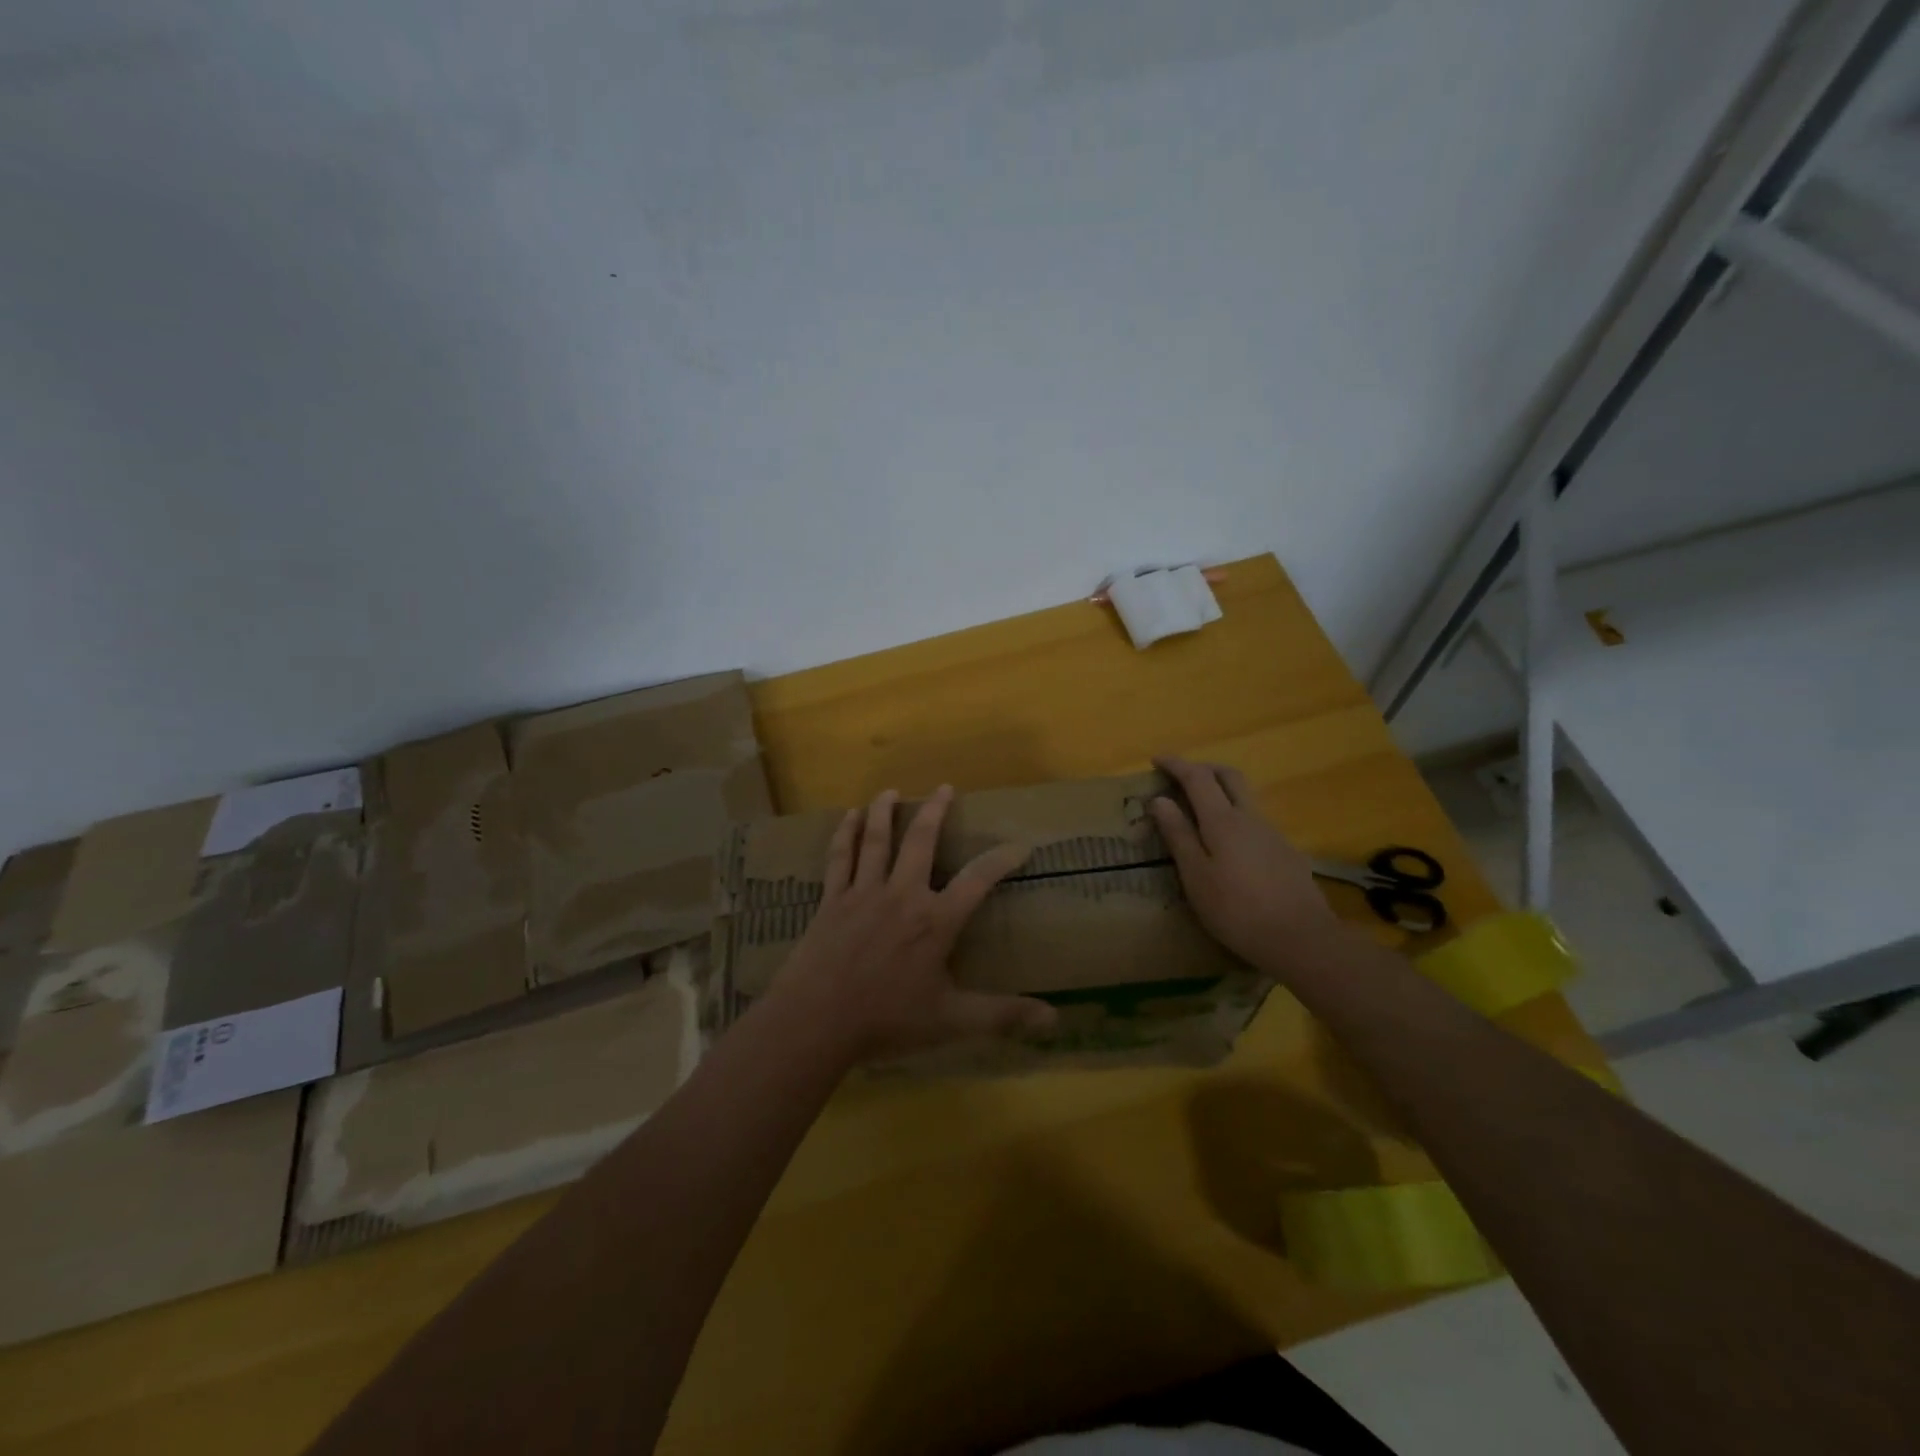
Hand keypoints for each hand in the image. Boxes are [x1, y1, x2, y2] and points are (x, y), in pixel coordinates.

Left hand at [771, 786, 1059, 1060]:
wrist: (817, 1020)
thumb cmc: (887, 1020)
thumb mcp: (951, 1021)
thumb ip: (1001, 1016)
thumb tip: (1054, 1020)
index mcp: (935, 921)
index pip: (978, 880)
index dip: (1002, 859)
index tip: (1021, 845)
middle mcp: (902, 895)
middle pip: (921, 841)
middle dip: (935, 812)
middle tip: (944, 788)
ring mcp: (864, 893)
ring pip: (876, 841)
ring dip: (884, 812)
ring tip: (891, 791)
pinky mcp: (833, 900)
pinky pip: (840, 858)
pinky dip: (845, 834)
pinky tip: (848, 816)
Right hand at [1149, 756, 1340, 969]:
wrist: (1302, 939)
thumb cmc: (1236, 910)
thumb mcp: (1196, 876)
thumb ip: (1178, 835)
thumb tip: (1159, 799)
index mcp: (1223, 820)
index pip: (1197, 777)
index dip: (1176, 764)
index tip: (1156, 759)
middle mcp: (1250, 817)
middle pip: (1229, 776)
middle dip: (1203, 768)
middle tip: (1181, 776)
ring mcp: (1272, 833)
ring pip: (1245, 796)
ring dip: (1221, 790)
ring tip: (1200, 808)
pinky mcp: (1286, 852)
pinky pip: (1255, 819)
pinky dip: (1235, 814)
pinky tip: (1228, 843)